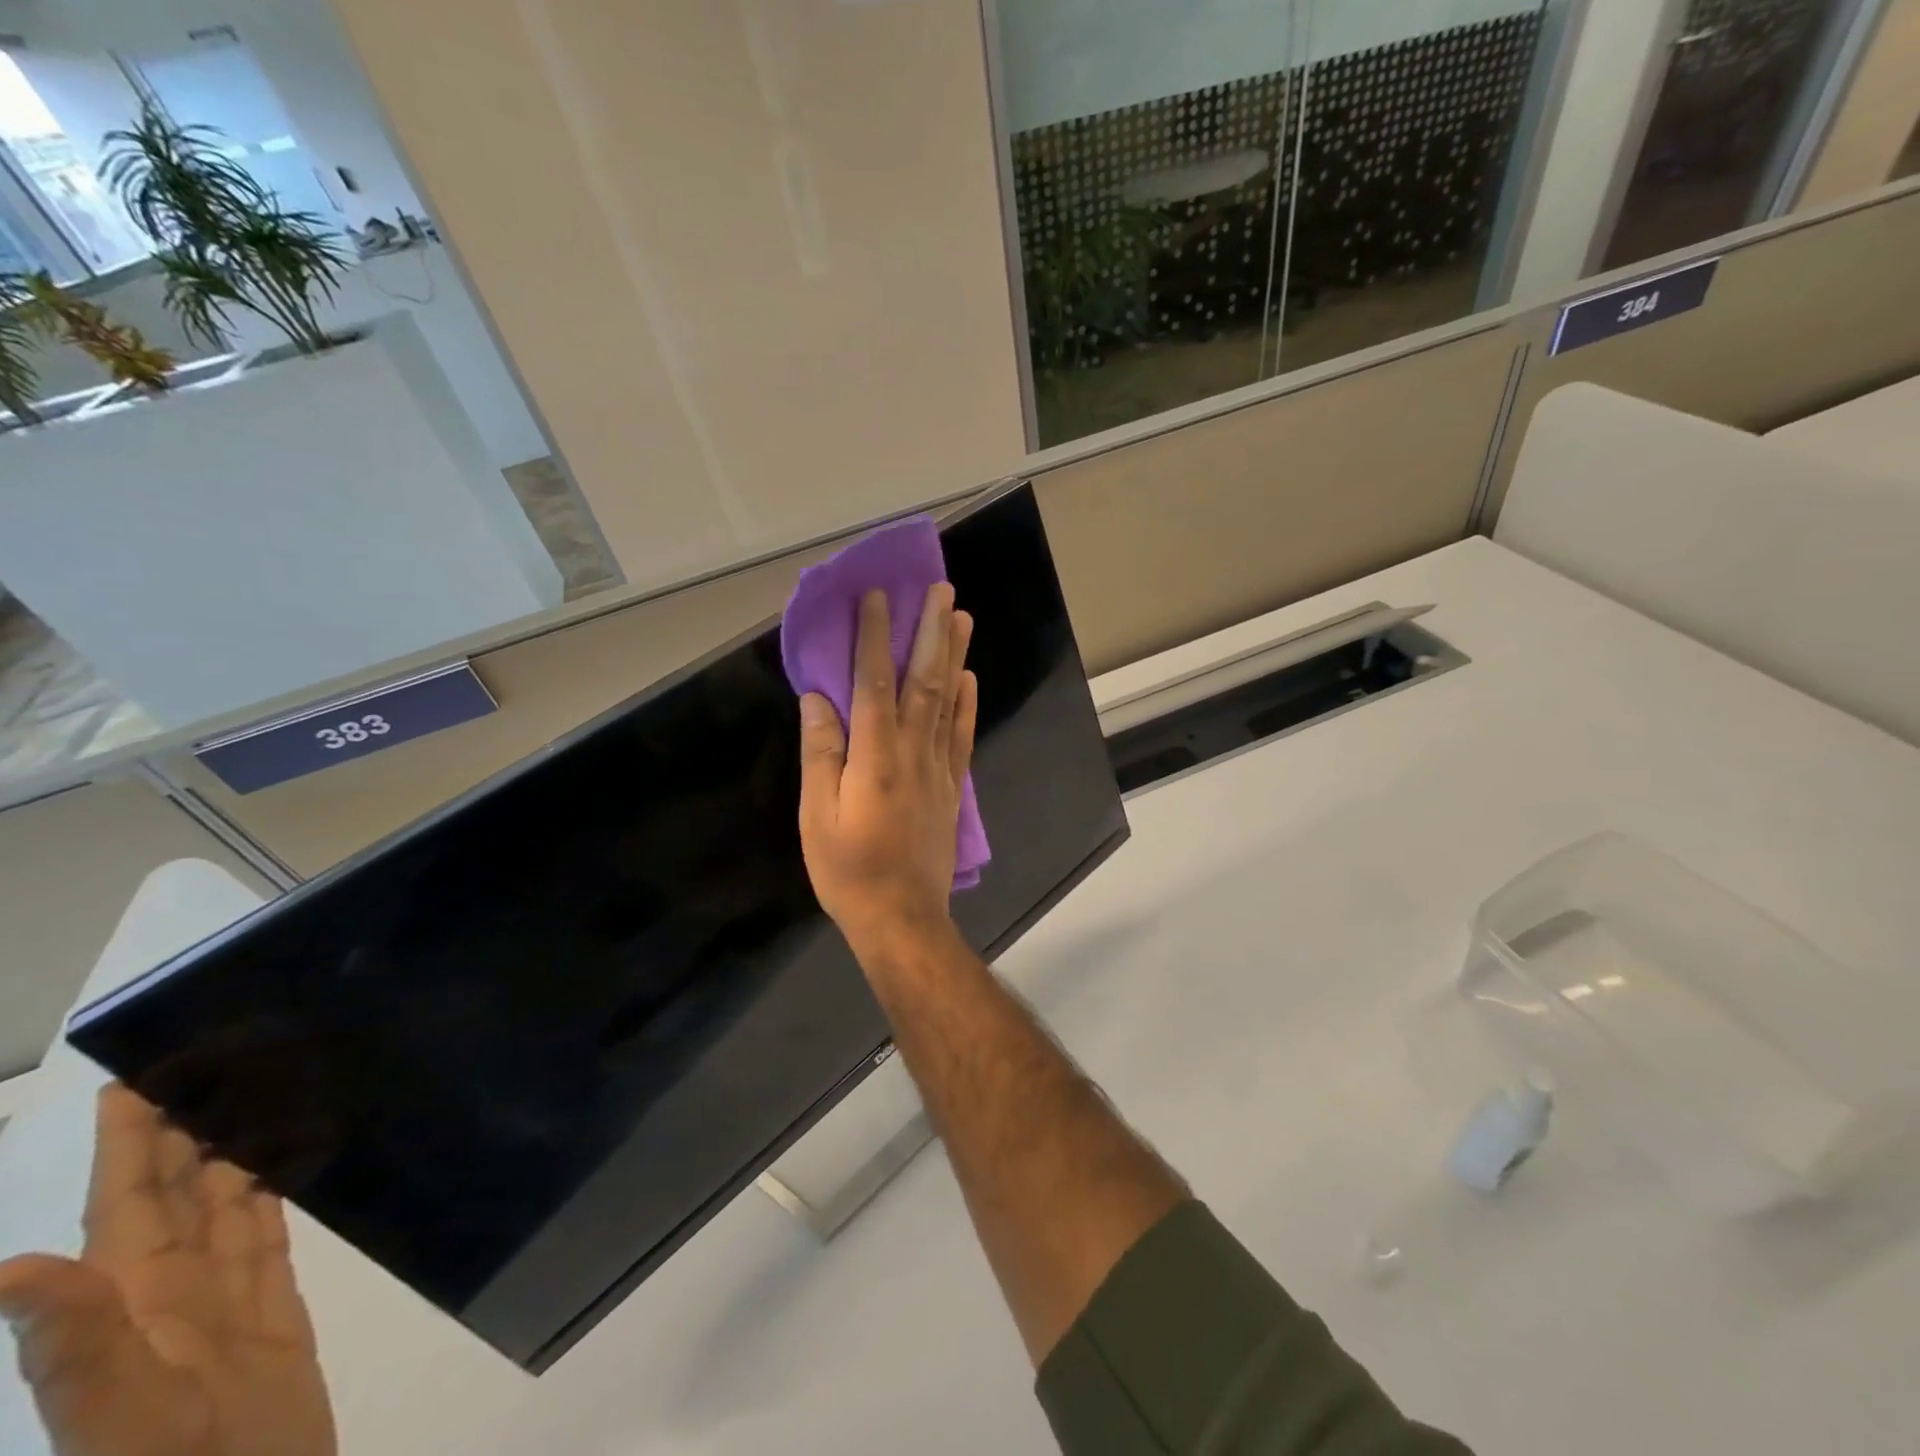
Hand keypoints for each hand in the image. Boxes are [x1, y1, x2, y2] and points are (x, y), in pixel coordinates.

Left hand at [0, 1085, 334, 1455]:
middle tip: (212, 1064)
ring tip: (255, 1099)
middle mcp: (174, 1296)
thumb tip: (9, 1269)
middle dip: (185, 1132)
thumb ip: (75, 1348)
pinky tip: (283, 1169)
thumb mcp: (121, 1420)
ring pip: (227, 1210)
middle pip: (179, 1197)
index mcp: (137, 1305)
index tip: (136, 1081)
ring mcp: (228, 1306)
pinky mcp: (276, 1316)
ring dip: (234, 1154)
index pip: (128, 1206)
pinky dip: (274, 1197)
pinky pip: (270, 1240)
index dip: (129, 1146)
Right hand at [799, 582, 976, 958]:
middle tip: (941, 589)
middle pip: (925, 680)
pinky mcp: (952, 786)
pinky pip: (963, 735)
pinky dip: (968, 703)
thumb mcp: (817, 816)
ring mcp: (939, 768)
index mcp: (875, 756)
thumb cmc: (848, 870)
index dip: (876, 636)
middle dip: (931, 631)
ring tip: (961, 616)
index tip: (878, 596)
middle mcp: (913, 751)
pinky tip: (971, 678)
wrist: (902, 917)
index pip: (874, 682)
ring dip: (955, 655)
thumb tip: (818, 698)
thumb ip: (821, 754)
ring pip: (949, 700)